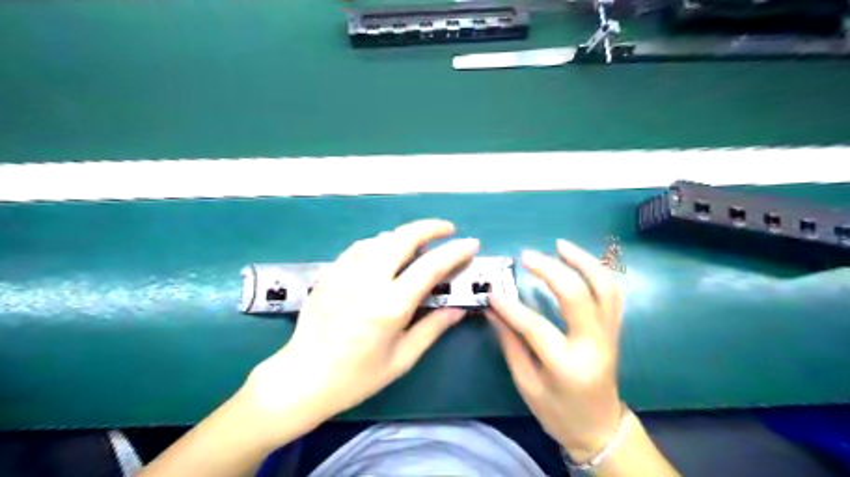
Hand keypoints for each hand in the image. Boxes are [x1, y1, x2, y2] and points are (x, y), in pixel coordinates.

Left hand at [243, 220, 476, 443]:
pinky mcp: (330, 273)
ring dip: (404, 234)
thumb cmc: (356, 377)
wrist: (302, 378)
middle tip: (447, 230)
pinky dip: (379, 243)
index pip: (430, 267)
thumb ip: (432, 328)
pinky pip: (359, 247)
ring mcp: (345, 274)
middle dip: (429, 227)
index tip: (471, 244)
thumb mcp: (401, 359)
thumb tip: (459, 309)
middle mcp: (368, 282)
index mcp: (389, 306)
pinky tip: (384, 251)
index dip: (454, 252)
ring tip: (419, 242)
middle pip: (402, 238)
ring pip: (380, 238)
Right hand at [489, 240, 622, 464]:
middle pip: (577, 296)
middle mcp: (594, 344)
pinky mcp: (613, 329)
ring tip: (559, 245)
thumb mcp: (527, 384)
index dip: (510, 307)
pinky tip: (579, 261)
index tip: (491, 292)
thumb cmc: (558, 412)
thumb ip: (510, 344)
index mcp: (568, 365)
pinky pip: (611, 293)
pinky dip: (596, 272)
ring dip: (582, 261)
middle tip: (526, 256)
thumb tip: (493, 310)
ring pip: (603, 287)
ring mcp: (609, 334)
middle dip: (550, 270)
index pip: (535, 326)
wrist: (600, 428)